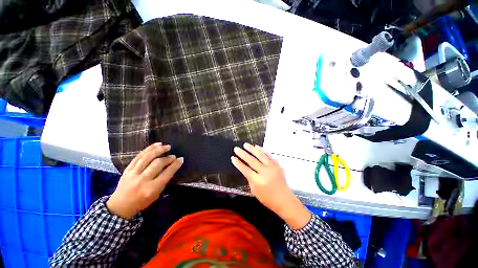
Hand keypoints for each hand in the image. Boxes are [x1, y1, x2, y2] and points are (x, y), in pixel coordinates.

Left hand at [106, 143, 183, 218]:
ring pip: (147, 157)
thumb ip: (163, 181)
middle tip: (173, 156)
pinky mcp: (127, 169)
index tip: (181, 159)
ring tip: (167, 146)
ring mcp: (133, 173)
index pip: (167, 173)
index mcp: (152, 188)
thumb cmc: (141, 202)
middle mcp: (143, 180)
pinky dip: (148, 149)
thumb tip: (171, 168)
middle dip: (168, 158)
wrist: (120, 206)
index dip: (175, 165)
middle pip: (157, 164)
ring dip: (159, 150)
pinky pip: (138, 156)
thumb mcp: (156, 195)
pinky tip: (156, 145)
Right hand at [231, 143, 310, 228]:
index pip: (245, 169)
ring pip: (260, 155)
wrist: (284, 200)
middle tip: (237, 148)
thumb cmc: (267, 199)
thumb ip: (249, 179)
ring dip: (252, 149)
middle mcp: (265, 172)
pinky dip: (263, 150)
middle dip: (243, 154)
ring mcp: (272, 168)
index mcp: (258, 181)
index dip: (238, 163)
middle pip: (252, 161)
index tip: (233, 157)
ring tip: (246, 144)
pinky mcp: (277, 165)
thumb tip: (246, 169)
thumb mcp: (254, 191)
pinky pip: (269, 156)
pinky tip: (258, 147)